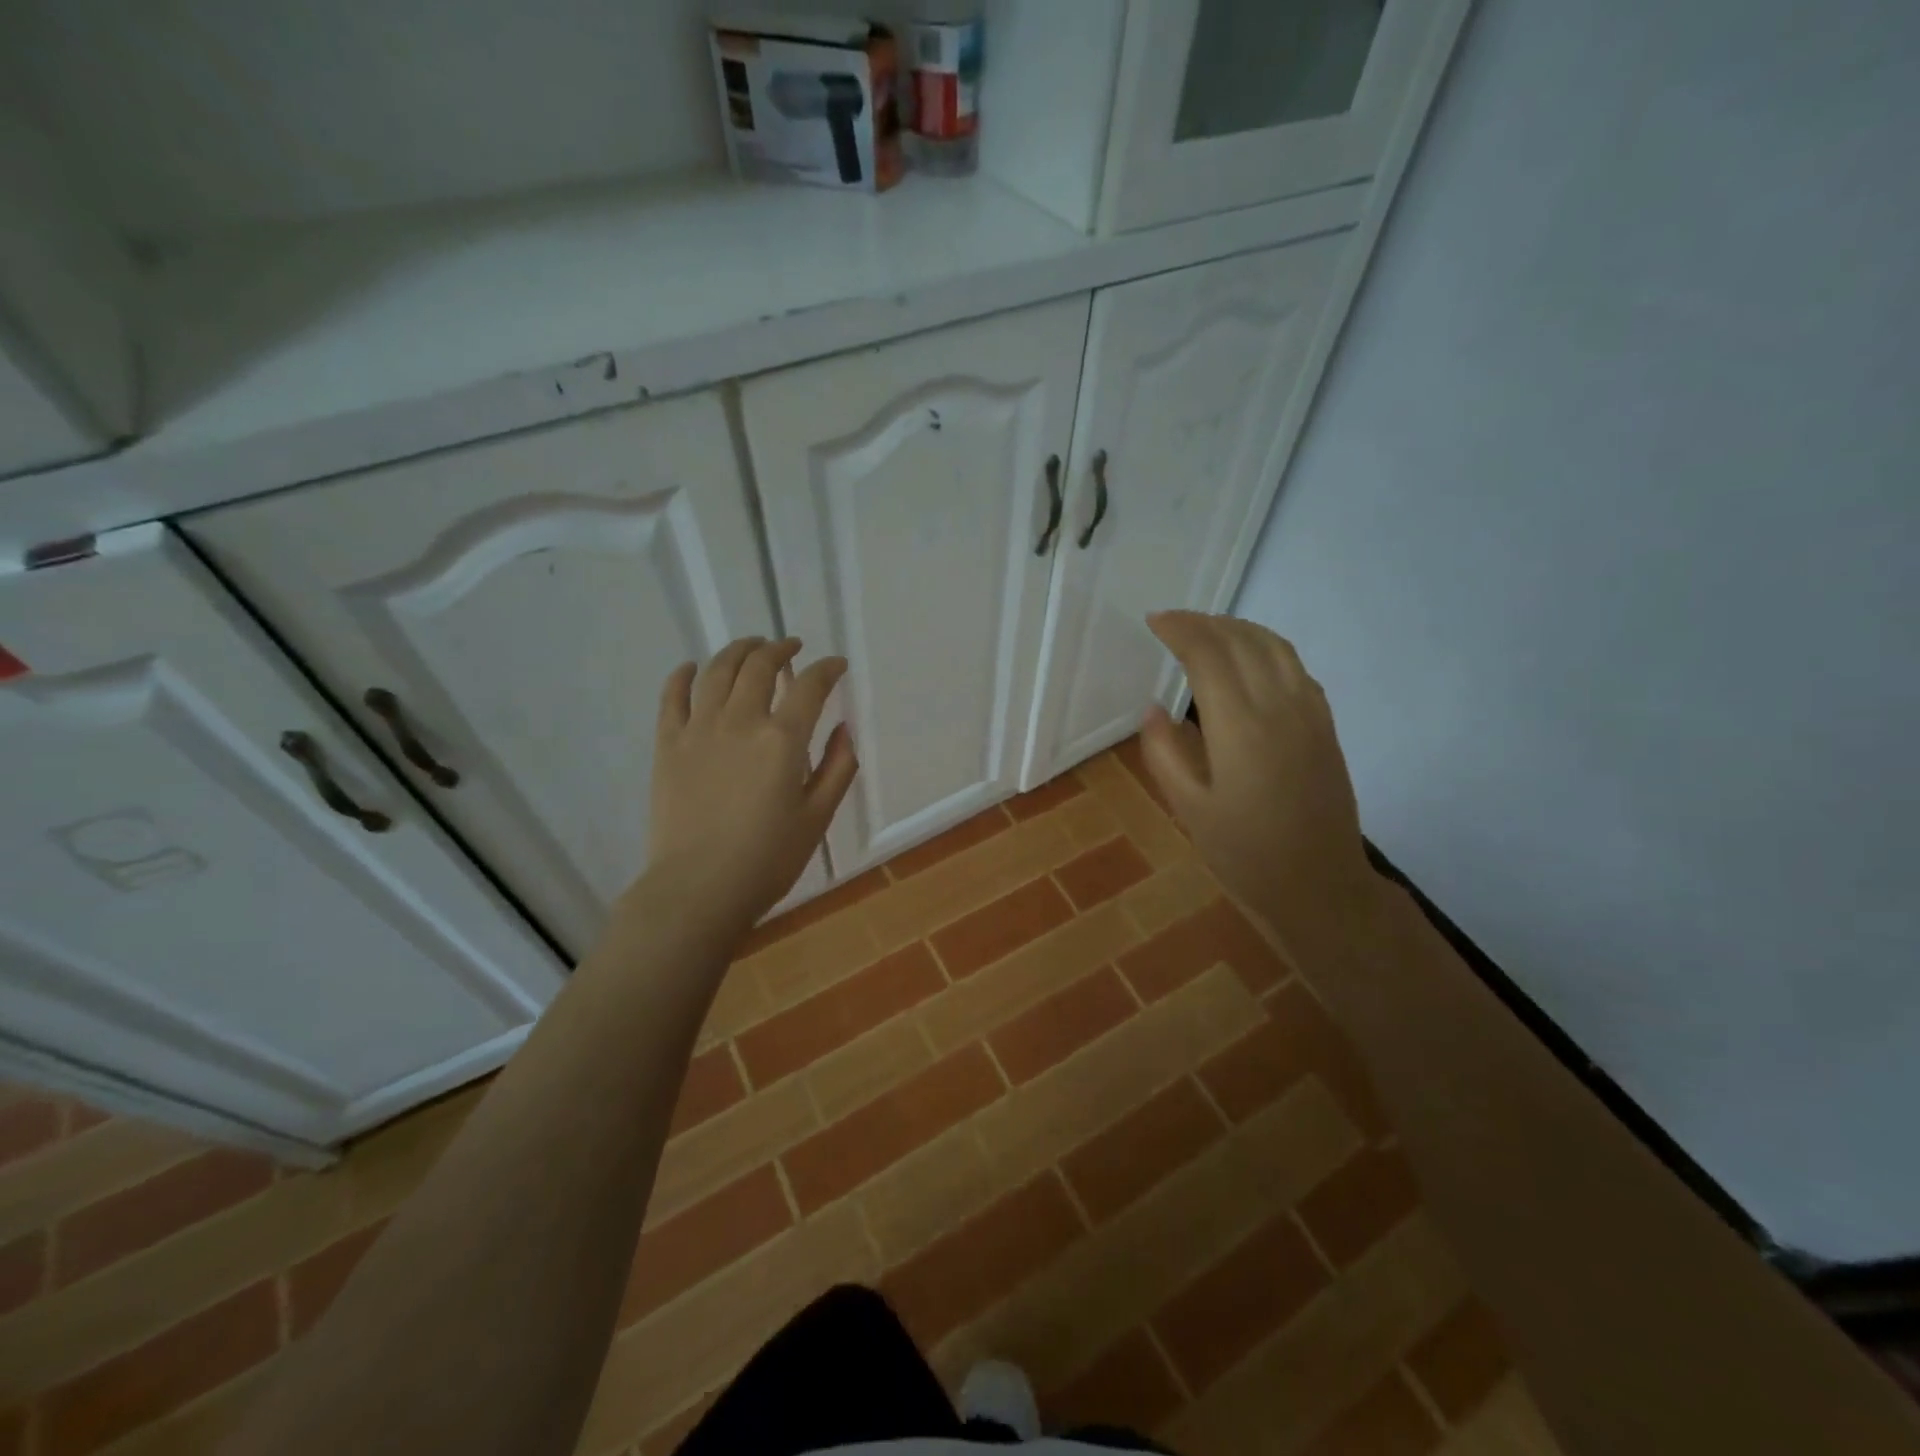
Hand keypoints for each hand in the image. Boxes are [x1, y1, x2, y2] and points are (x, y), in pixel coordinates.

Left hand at [644, 637, 857, 936]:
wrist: (698, 888)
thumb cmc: (768, 858)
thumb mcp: (818, 816)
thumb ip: (837, 767)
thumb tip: (844, 728)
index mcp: (783, 739)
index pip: (810, 686)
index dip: (827, 669)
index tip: (835, 665)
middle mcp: (741, 721)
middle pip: (760, 666)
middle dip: (781, 649)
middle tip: (791, 648)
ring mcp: (699, 729)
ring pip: (717, 671)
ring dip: (738, 650)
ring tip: (751, 647)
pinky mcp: (668, 744)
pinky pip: (672, 696)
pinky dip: (683, 675)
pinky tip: (691, 667)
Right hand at [1139, 611, 1382, 962]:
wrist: (1318, 885)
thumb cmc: (1245, 853)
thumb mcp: (1189, 808)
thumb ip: (1165, 752)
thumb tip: (1154, 709)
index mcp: (1239, 727)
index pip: (1208, 655)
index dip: (1180, 630)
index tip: (1155, 621)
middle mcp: (1278, 707)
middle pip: (1242, 641)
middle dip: (1205, 622)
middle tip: (1174, 622)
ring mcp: (1309, 713)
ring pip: (1275, 647)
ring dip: (1239, 628)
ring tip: (1208, 631)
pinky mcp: (1325, 726)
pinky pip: (1296, 667)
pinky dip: (1267, 648)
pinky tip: (1250, 660)